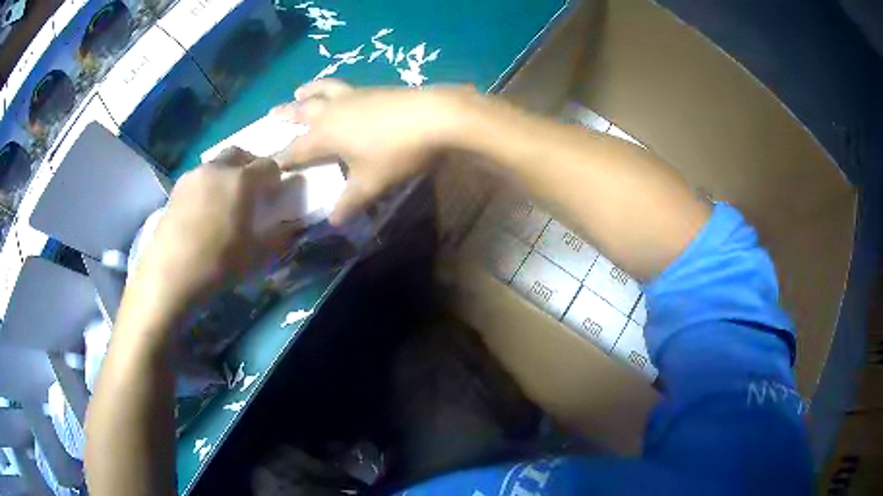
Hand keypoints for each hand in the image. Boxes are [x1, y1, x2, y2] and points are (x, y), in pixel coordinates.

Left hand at [130, 148, 285, 309]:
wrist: (169, 275)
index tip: (274, 197)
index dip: (276, 179)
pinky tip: (203, 211)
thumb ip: (279, 237)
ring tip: (224, 203)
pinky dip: (208, 186)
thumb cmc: (217, 264)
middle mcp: (217, 168)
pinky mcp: (176, 189)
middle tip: (251, 192)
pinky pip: (199, 178)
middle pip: (241, 154)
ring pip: (217, 164)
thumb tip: (293, 227)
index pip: (269, 165)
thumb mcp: (256, 256)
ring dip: (227, 175)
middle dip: (250, 167)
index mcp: (241, 180)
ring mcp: (193, 176)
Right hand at [271, 79, 474, 224]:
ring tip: (299, 90)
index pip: (297, 148)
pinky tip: (341, 91)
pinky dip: (331, 86)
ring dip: (308, 91)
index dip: (283, 157)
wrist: (436, 116)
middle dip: (286, 114)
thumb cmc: (398, 152)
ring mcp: (354, 95)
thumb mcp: (372, 183)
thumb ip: (351, 202)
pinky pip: (343, 85)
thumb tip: (334, 222)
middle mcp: (333, 111)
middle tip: (270, 114)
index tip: (269, 162)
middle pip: (303, 111)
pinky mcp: (374, 88)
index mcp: (326, 134)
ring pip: (323, 90)